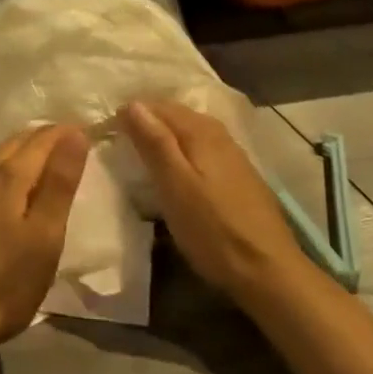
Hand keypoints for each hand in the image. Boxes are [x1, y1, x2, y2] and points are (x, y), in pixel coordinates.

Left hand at [0, 125, 89, 363]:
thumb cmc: (4, 283)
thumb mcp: (45, 236)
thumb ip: (59, 183)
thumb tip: (74, 134)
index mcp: (8, 177)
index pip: (41, 140)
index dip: (65, 132)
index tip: (88, 128)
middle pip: (15, 143)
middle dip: (43, 136)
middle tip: (69, 138)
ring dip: (20, 149)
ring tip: (42, 155)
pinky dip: (3, 167)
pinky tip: (6, 185)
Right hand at [120, 99, 306, 305]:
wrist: (268, 270)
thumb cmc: (213, 230)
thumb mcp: (175, 186)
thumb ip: (155, 143)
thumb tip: (132, 103)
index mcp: (200, 130)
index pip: (156, 106)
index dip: (129, 114)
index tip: (105, 132)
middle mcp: (217, 133)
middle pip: (174, 115)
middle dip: (145, 122)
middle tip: (117, 142)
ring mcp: (231, 153)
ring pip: (188, 132)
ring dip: (163, 137)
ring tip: (139, 155)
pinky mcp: (237, 174)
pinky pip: (200, 149)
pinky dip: (181, 152)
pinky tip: (173, 171)